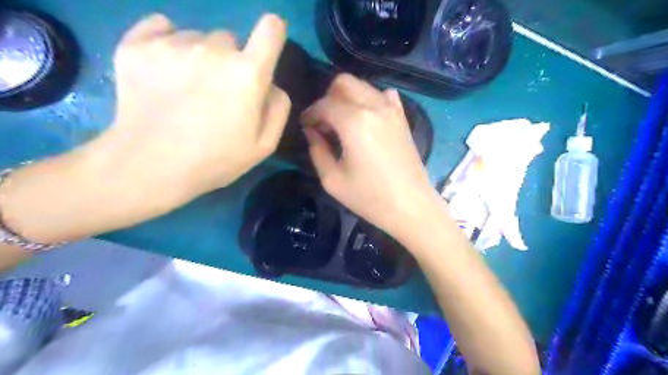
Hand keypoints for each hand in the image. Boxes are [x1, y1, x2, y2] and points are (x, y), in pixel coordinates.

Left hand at [102, 14, 286, 198]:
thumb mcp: (264, 146)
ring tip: (185, 89)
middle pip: (231, 40)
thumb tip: (272, 85)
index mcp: (247, 73)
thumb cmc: (215, 160)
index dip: (273, 34)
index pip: (271, 28)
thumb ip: (278, 109)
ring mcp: (172, 44)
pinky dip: (167, 43)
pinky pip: (161, 28)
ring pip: (197, 38)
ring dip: (199, 57)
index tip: (266, 49)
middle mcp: (213, 49)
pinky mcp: (137, 45)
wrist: (148, 166)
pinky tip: (163, 70)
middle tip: (218, 92)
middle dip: (231, 61)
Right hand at [301, 74, 439, 238]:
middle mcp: (374, 106)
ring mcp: (392, 110)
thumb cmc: (370, 197)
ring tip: (342, 123)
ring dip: (347, 98)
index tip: (305, 126)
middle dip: (327, 98)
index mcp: (354, 121)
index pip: (324, 104)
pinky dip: (370, 101)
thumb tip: (312, 132)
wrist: (411, 206)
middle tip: (323, 123)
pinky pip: (383, 96)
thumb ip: (317, 150)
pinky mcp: (403, 118)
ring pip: (363, 86)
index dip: (310, 113)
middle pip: (344, 83)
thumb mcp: (332, 180)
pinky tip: (366, 120)